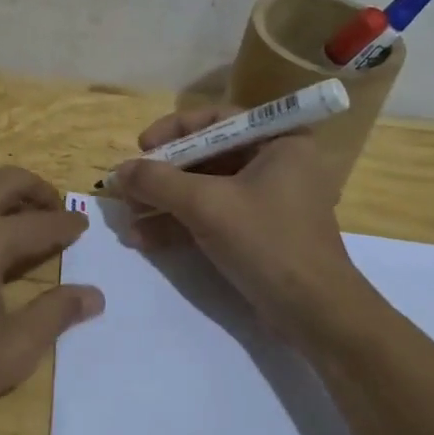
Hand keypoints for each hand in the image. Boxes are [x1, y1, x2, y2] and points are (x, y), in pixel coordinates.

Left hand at [0, 158, 103, 434]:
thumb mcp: (10, 354)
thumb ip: (55, 315)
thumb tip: (94, 295)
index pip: (40, 223)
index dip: (67, 225)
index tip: (82, 226)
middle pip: (9, 179)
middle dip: (39, 191)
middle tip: (53, 212)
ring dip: (0, 183)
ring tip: (11, 211)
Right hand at [109, 107, 367, 342]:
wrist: (315, 314)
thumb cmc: (267, 241)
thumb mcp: (206, 205)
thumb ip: (158, 182)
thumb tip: (118, 172)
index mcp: (278, 141)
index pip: (216, 119)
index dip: (173, 130)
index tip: (141, 147)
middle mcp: (276, 163)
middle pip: (206, 156)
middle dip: (163, 175)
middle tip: (127, 188)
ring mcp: (267, 200)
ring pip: (205, 189)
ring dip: (164, 204)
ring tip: (127, 219)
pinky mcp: (258, 232)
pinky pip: (212, 216)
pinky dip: (180, 225)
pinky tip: (144, 240)